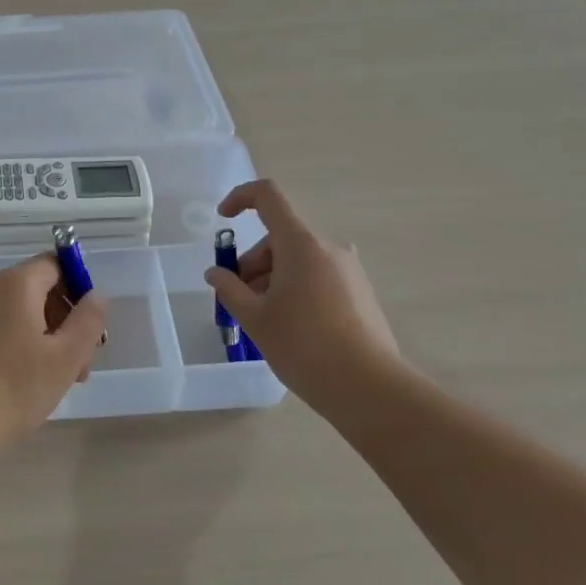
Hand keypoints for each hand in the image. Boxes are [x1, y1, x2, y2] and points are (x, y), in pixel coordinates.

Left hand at [0, 255, 108, 436]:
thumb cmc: (14, 388)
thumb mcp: (65, 357)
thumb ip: (88, 320)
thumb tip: (96, 294)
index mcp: (14, 283)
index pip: (55, 264)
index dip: (79, 290)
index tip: (90, 328)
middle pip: (38, 289)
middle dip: (64, 321)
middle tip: (81, 365)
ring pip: (19, 311)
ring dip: (45, 337)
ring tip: (59, 380)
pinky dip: (19, 343)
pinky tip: (27, 380)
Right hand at [205, 179, 399, 397]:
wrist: (369, 388)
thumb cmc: (304, 347)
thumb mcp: (255, 318)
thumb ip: (229, 289)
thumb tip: (216, 273)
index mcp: (301, 244)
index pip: (268, 196)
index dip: (240, 198)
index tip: (223, 219)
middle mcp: (328, 247)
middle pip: (279, 238)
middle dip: (253, 263)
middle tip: (240, 301)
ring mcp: (348, 269)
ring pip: (298, 260)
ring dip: (272, 279)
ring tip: (264, 321)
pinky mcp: (360, 291)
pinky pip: (317, 276)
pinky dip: (295, 289)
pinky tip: (291, 327)